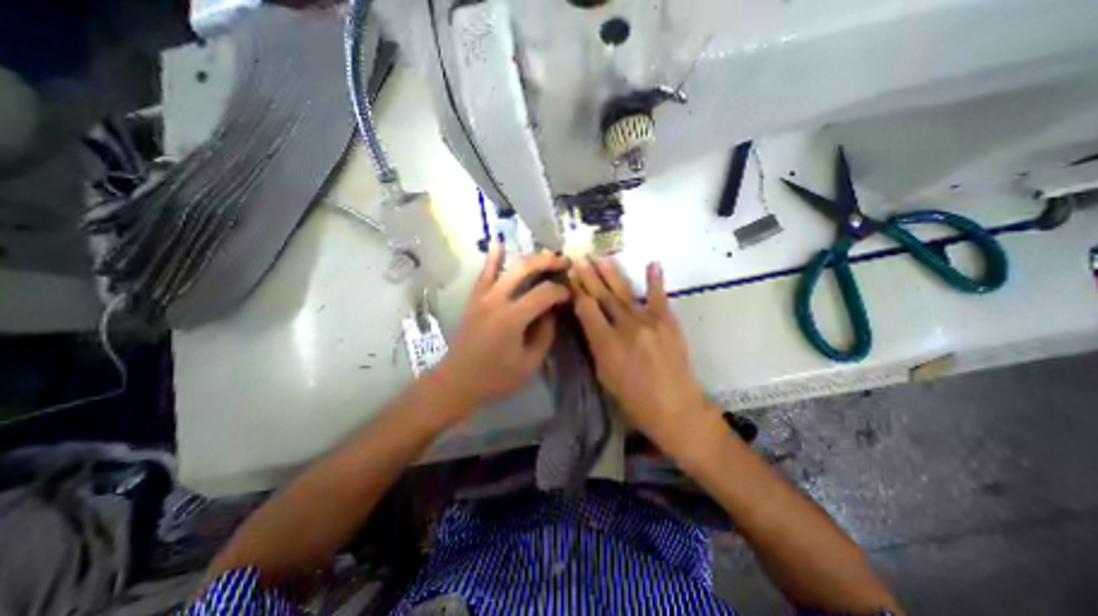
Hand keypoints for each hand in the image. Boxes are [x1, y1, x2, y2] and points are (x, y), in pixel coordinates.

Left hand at [430, 241, 570, 417]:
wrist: (457, 381)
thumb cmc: (495, 377)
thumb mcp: (529, 363)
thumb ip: (545, 334)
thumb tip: (552, 311)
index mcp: (512, 318)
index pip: (544, 293)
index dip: (562, 291)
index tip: (571, 295)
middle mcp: (497, 300)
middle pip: (526, 269)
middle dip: (549, 262)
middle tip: (565, 263)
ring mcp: (483, 296)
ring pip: (508, 267)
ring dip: (530, 258)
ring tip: (547, 256)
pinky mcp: (474, 298)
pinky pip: (484, 273)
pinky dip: (493, 257)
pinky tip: (498, 242)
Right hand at [565, 257, 711, 455]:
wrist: (675, 407)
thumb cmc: (632, 398)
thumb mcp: (604, 374)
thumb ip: (595, 343)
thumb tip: (587, 318)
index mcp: (606, 343)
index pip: (586, 308)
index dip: (577, 290)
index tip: (570, 276)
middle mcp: (625, 327)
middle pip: (602, 296)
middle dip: (589, 276)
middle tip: (579, 258)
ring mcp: (649, 321)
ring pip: (624, 292)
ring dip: (611, 273)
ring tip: (600, 257)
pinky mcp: (668, 322)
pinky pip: (659, 297)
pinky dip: (655, 280)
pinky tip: (652, 262)